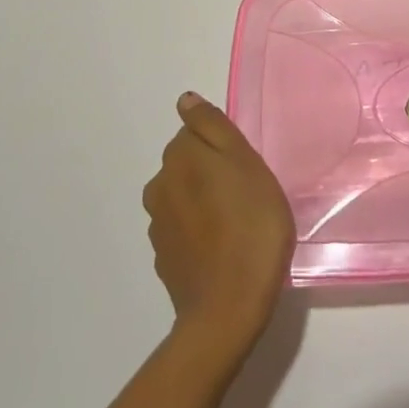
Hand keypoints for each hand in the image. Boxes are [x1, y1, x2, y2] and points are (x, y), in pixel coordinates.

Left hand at [143, 92, 295, 362]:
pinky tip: (223, 247)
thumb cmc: (250, 225)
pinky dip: (199, 230)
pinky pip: (183, 229)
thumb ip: (213, 127)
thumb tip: (185, 100)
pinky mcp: (164, 258)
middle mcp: (159, 186)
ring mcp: (158, 226)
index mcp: (179, 158)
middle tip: (249, 193)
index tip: (246, 166)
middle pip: (188, 163)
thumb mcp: (245, 162)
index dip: (224, 146)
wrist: (229, 307)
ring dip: (205, 200)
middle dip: (212, 171)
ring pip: (184, 196)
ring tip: (239, 223)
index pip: (195, 132)